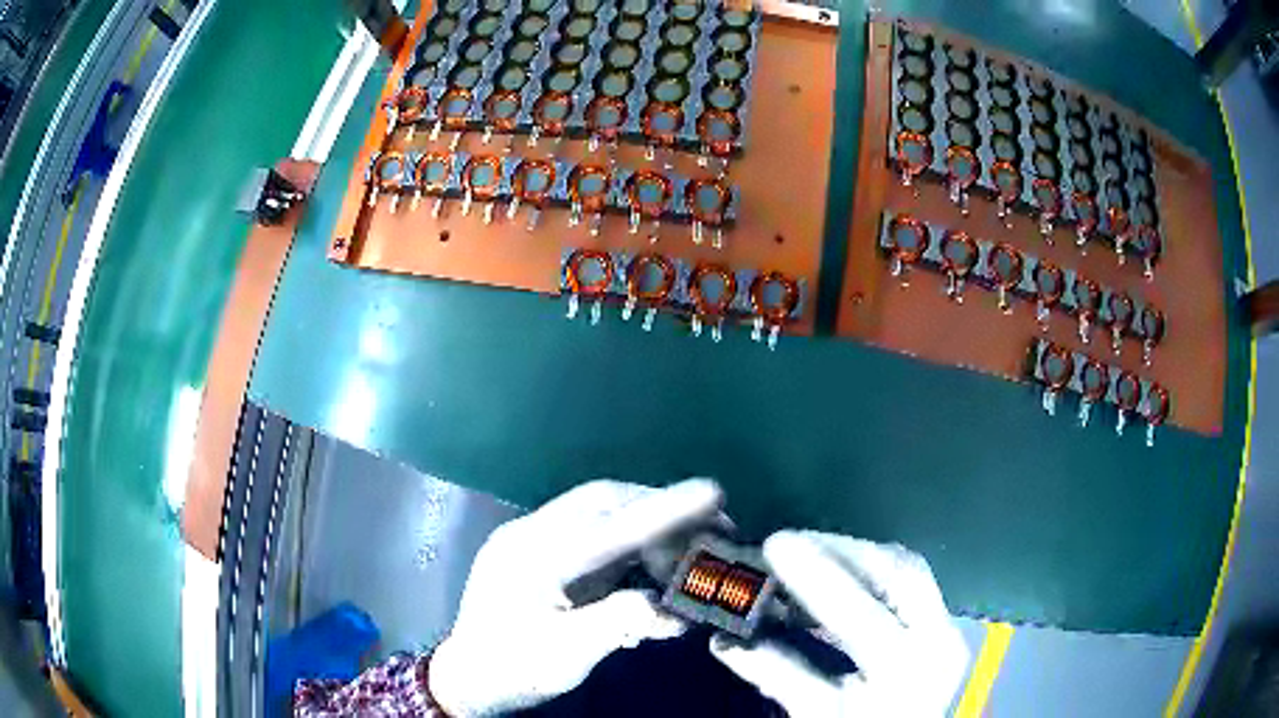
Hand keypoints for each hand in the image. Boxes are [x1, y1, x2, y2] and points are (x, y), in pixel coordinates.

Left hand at [430, 479, 723, 715]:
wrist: (468, 678)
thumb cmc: (515, 670)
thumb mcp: (568, 655)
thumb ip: (620, 622)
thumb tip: (670, 604)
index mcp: (535, 557)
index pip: (610, 525)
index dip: (665, 509)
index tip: (713, 491)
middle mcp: (533, 534)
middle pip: (605, 502)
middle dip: (661, 510)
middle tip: (712, 530)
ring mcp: (533, 539)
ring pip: (600, 513)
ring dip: (647, 526)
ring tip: (687, 553)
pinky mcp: (539, 552)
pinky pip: (592, 534)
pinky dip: (629, 545)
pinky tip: (649, 570)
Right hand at [712, 530, 968, 716]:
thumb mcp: (821, 713)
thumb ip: (781, 676)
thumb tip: (725, 641)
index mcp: (905, 670)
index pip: (861, 615)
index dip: (816, 578)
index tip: (774, 546)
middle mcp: (938, 638)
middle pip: (899, 571)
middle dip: (841, 550)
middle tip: (787, 543)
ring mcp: (946, 626)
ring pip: (907, 568)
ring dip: (855, 555)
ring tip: (805, 553)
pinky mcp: (941, 621)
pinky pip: (908, 580)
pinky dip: (869, 569)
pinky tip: (836, 573)